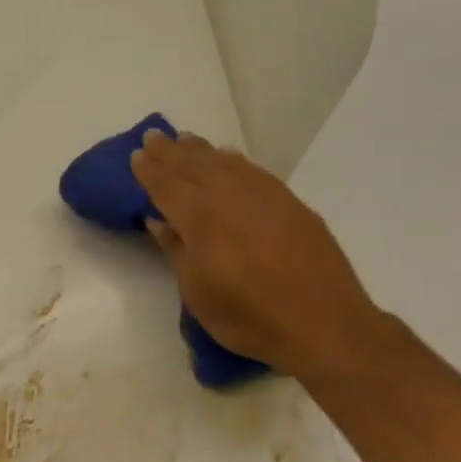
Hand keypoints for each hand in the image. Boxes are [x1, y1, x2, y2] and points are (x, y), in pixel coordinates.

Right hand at [130, 131, 390, 385]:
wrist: (324, 325)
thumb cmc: (249, 317)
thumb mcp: (198, 293)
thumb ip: (176, 250)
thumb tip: (158, 220)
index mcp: (200, 218)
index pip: (166, 185)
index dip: (149, 170)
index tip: (136, 154)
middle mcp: (229, 196)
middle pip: (193, 165)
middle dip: (170, 151)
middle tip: (153, 137)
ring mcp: (264, 196)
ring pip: (224, 162)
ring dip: (200, 150)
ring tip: (185, 140)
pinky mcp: (290, 203)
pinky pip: (252, 170)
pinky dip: (234, 160)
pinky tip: (228, 157)